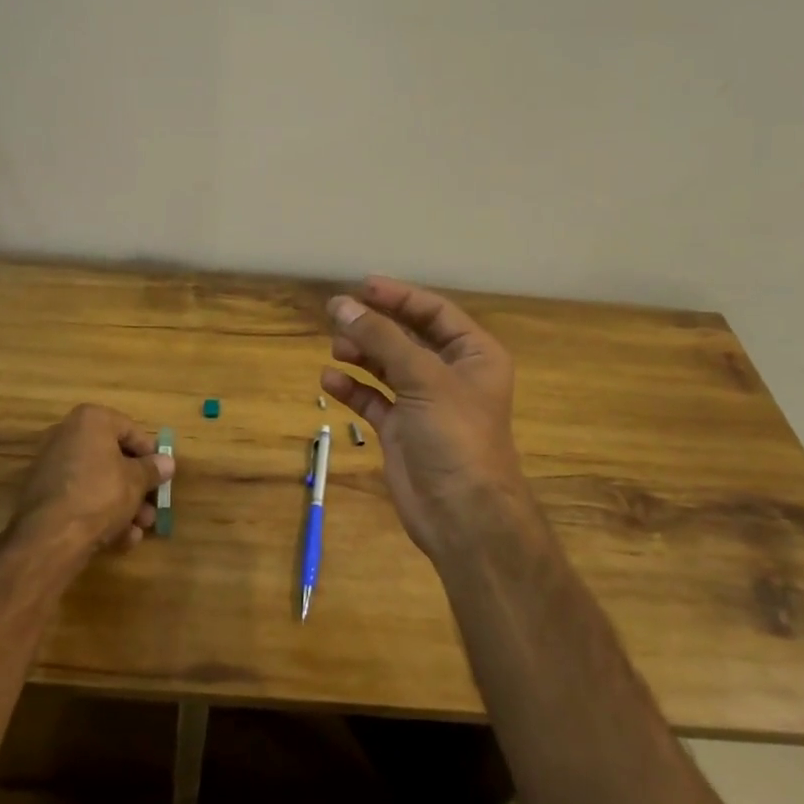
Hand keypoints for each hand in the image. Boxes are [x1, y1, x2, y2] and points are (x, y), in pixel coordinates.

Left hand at [13, 404, 170, 564]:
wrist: (49, 537)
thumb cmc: (100, 495)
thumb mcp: (136, 482)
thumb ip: (153, 469)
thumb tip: (167, 462)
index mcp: (90, 420)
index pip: (130, 430)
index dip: (151, 454)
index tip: (163, 475)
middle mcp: (67, 435)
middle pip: (113, 458)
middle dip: (137, 486)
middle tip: (152, 507)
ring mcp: (52, 466)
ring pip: (98, 482)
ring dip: (123, 505)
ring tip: (139, 530)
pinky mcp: (43, 495)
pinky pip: (80, 498)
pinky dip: (99, 514)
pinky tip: (119, 539)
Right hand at [321, 277, 528, 559]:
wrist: (463, 516)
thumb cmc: (455, 435)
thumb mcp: (422, 377)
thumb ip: (380, 337)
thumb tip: (340, 303)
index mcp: (473, 354)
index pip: (434, 312)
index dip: (399, 297)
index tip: (362, 286)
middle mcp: (450, 374)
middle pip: (407, 336)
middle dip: (374, 325)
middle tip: (337, 313)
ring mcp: (424, 403)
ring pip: (387, 366)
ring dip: (362, 354)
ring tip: (336, 347)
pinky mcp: (401, 430)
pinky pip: (373, 399)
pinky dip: (353, 388)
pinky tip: (330, 381)